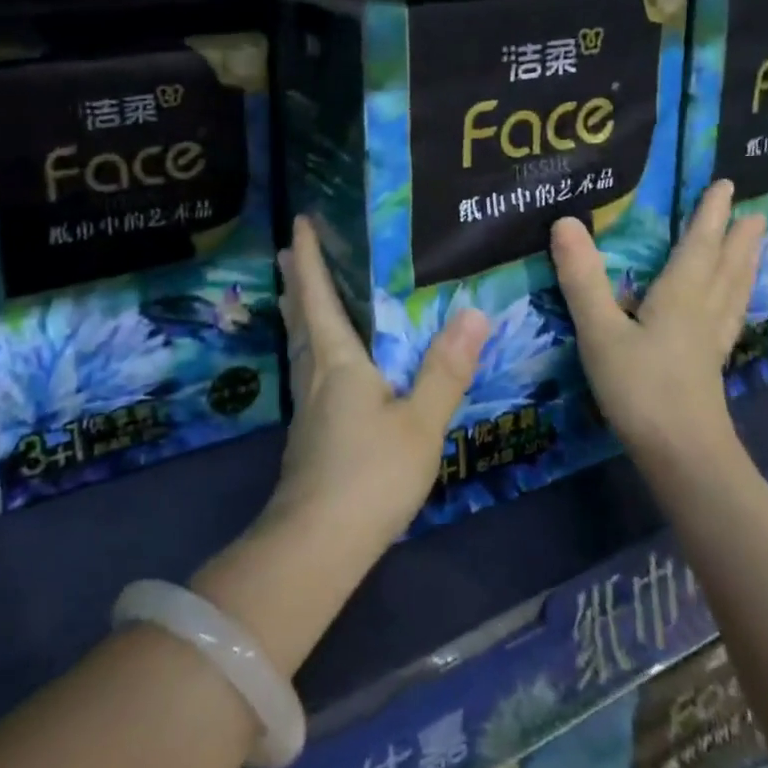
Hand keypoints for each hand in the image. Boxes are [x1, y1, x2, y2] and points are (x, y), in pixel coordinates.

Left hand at [266, 216, 485, 554]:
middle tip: (293, 250)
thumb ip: (446, 368)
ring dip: (298, 310)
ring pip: (298, 342)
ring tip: (297, 292)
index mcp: (337, 359)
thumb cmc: (369, 475)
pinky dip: (307, 342)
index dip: (308, 256)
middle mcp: (314, 372)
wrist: (317, 545)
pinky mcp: (308, 431)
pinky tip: (321, 359)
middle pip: (300, 314)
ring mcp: (306, 405)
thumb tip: (474, 312)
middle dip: (296, 279)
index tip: (300, 222)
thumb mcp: (420, 422)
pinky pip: (305, 367)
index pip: (317, 293)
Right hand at [549, 181, 763, 463]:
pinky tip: (730, 311)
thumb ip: (582, 279)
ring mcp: (710, 344)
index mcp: (680, 297)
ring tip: (754, 248)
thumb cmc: (641, 389)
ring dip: (743, 266)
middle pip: (725, 267)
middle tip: (753, 213)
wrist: (683, 458)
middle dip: (736, 238)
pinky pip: (728, 321)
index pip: (698, 245)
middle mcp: (702, 313)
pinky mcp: (708, 369)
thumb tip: (565, 221)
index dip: (710, 215)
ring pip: (732, 294)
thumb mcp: (600, 331)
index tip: (726, 185)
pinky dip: (734, 302)